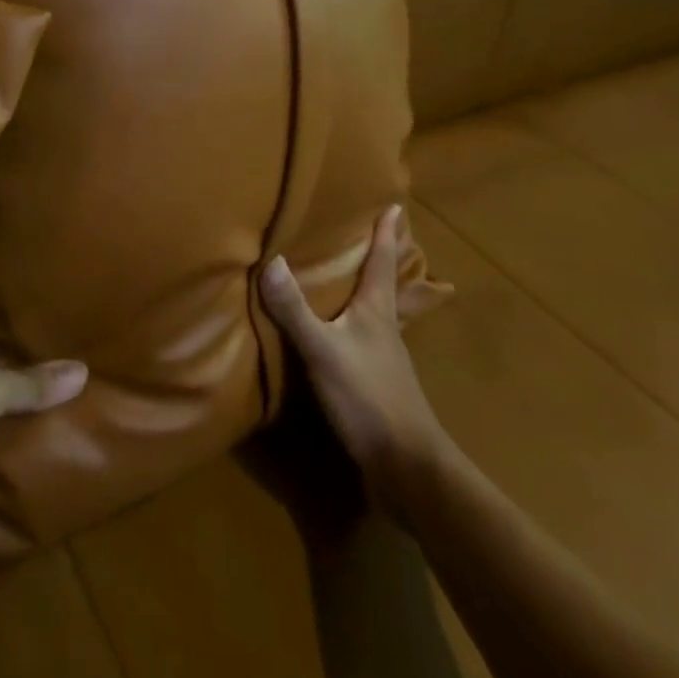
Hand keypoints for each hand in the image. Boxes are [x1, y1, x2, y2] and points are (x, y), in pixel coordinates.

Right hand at [260, 204, 451, 521]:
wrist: (408, 470)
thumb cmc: (368, 398)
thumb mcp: (323, 350)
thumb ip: (295, 309)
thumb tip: (270, 260)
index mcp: (377, 312)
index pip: (382, 263)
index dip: (386, 235)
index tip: (396, 207)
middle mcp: (386, 329)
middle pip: (389, 285)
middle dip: (386, 259)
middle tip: (387, 233)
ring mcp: (386, 359)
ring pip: (381, 313)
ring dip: (375, 291)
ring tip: (362, 278)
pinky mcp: (379, 386)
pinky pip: (369, 341)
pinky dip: (360, 325)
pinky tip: (346, 334)